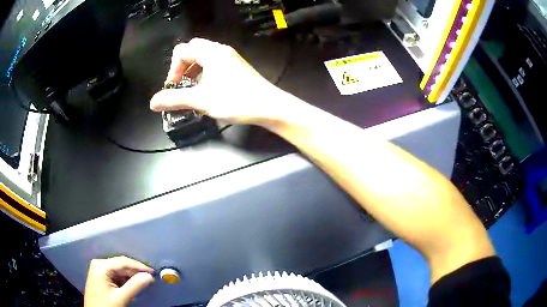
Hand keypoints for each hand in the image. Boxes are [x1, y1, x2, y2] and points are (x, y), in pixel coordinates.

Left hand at [84, 256, 154, 306]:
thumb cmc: (105, 305)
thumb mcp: (121, 297)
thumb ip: (135, 286)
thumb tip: (149, 276)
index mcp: (101, 266)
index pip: (123, 262)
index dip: (139, 266)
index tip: (152, 271)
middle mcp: (99, 264)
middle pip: (121, 265)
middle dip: (134, 273)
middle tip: (147, 281)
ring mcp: (98, 270)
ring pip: (119, 271)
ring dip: (129, 279)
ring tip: (137, 290)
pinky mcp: (100, 276)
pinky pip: (115, 276)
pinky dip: (123, 282)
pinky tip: (128, 291)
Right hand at [150, 38, 300, 126]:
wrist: (268, 106)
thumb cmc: (235, 100)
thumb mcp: (200, 100)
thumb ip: (174, 99)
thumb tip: (153, 102)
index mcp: (211, 52)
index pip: (182, 51)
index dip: (173, 69)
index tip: (174, 87)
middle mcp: (221, 50)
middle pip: (193, 50)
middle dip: (182, 66)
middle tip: (181, 84)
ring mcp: (231, 58)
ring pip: (205, 56)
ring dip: (193, 70)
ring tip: (192, 88)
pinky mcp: (237, 67)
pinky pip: (215, 63)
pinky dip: (205, 72)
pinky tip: (208, 89)